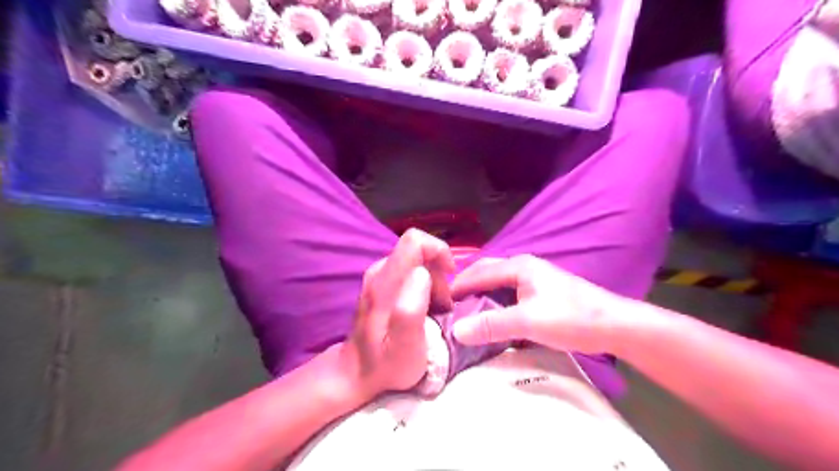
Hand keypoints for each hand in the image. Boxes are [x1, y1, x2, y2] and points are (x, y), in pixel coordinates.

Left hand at [342, 228, 455, 400]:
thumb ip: (411, 310)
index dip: (438, 251)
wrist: (354, 373)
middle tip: (442, 306)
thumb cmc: (384, 365)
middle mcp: (379, 271)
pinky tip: (423, 309)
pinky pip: (410, 272)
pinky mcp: (379, 283)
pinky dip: (424, 286)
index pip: (415, 241)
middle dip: (439, 273)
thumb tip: (422, 274)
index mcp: (385, 283)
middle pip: (419, 251)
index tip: (450, 277)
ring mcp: (378, 276)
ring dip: (434, 282)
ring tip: (434, 311)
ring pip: (416, 262)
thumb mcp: (404, 348)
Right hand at [452, 256, 621, 354]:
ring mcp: (534, 278)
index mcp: (518, 266)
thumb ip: (492, 325)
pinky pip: (509, 292)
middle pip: (487, 273)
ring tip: (466, 312)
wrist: (614, 325)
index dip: (458, 286)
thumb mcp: (528, 322)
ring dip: (481, 294)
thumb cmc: (571, 317)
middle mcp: (524, 267)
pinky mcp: (542, 292)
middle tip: (451, 306)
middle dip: (468, 286)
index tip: (440, 302)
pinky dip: (495, 301)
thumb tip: (457, 331)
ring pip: (498, 283)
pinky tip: (493, 315)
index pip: (479, 273)